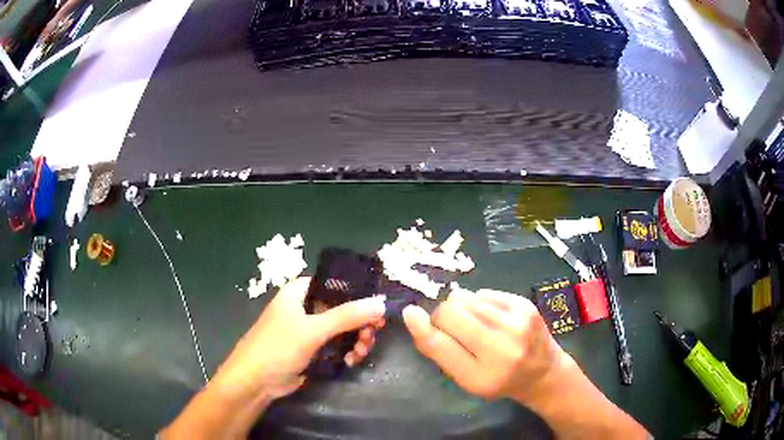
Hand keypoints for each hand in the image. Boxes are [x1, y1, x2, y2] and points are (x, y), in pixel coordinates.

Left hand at [212, 277, 385, 401]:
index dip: (359, 294)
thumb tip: (381, 303)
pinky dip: (348, 351)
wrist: (256, 382)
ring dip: (357, 340)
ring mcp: (310, 328)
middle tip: (371, 337)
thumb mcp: (312, 330)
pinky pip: (338, 344)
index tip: (378, 310)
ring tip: (359, 354)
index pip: (337, 283)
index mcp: (301, 291)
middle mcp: (306, 306)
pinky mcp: (313, 348)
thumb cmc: (277, 347)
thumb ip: (347, 316)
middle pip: (344, 308)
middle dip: (361, 323)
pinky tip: (350, 362)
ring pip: (344, 328)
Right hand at [402, 288, 566, 401]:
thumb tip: (413, 315)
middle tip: (453, 329)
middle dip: (443, 317)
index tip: (410, 313)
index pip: (440, 345)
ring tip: (475, 324)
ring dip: (462, 308)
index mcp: (480, 376)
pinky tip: (490, 317)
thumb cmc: (498, 379)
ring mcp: (516, 323)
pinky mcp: (524, 304)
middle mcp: (501, 349)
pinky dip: (479, 303)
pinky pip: (483, 293)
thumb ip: (439, 350)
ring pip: (466, 298)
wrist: (542, 371)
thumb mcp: (465, 378)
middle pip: (451, 312)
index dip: (420, 326)